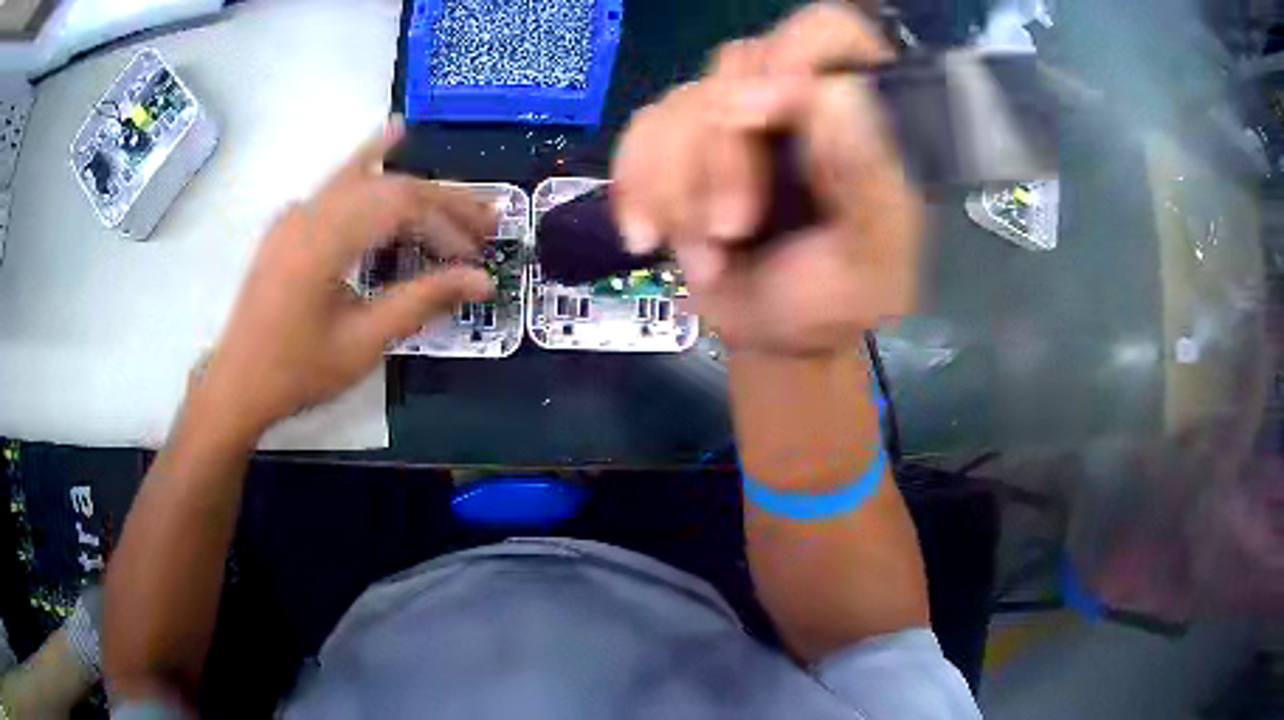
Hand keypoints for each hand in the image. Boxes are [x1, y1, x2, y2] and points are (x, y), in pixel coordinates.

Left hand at [198, 119, 494, 436]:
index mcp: (325, 239)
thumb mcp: (363, 342)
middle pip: (388, 185)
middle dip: (441, 199)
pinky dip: (367, 163)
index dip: (447, 223)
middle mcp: (311, 212)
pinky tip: (386, 142)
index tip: (476, 255)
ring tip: (455, 178)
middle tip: (486, 217)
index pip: (402, 205)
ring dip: (411, 178)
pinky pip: (336, 184)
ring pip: (363, 177)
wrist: (237, 385)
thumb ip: (422, 301)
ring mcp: (296, 214)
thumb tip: (481, 281)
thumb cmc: (297, 371)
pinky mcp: (290, 225)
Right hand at [611, 2, 923, 353]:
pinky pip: (640, 131)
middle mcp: (794, 98)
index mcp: (859, 113)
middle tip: (730, 229)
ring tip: (704, 254)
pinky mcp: (681, 142)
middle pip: (737, 66)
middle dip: (721, 155)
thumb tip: (836, 92)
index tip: (766, 116)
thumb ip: (870, 180)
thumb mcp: (871, 257)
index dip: (794, 53)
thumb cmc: (832, 301)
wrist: (772, 337)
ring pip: (681, 103)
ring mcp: (733, 116)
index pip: (829, 32)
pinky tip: (648, 234)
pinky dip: (636, 184)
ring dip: (676, 187)